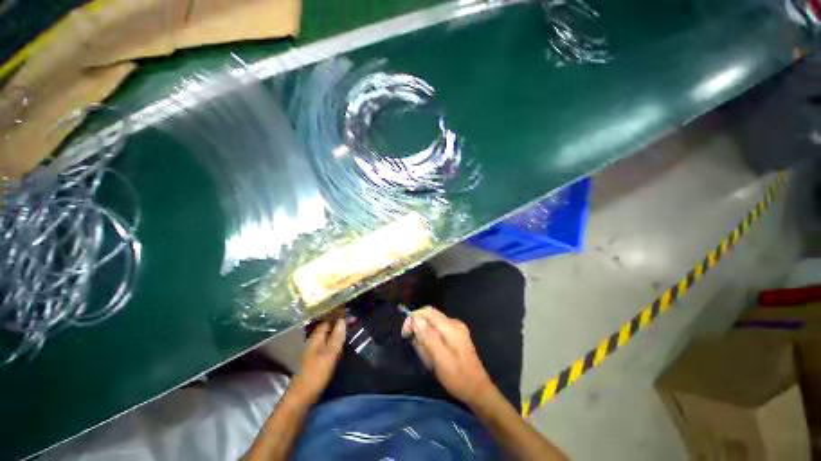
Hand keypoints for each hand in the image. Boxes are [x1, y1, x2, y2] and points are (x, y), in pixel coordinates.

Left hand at [289, 317, 345, 403]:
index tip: (346, 304)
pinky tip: (341, 341)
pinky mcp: (317, 358)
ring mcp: (315, 349)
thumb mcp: (329, 355)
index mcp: (316, 337)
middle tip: (349, 312)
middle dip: (337, 319)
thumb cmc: (315, 374)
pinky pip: (328, 343)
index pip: (327, 319)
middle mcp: (314, 341)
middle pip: (327, 326)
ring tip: (348, 322)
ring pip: (328, 335)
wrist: (301, 397)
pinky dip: (335, 339)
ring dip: (336, 328)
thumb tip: (343, 320)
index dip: (336, 312)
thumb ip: (336, 337)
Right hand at [402, 307, 493, 404]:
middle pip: (430, 315)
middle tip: (411, 342)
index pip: (427, 312)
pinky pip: (438, 330)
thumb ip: (427, 337)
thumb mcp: (440, 358)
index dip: (413, 318)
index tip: (405, 334)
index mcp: (451, 326)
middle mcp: (454, 323)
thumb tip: (415, 319)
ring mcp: (456, 329)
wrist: (477, 390)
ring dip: (423, 333)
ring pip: (432, 323)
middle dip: (418, 325)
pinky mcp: (456, 336)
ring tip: (422, 351)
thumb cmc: (458, 377)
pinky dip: (430, 337)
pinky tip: (430, 351)